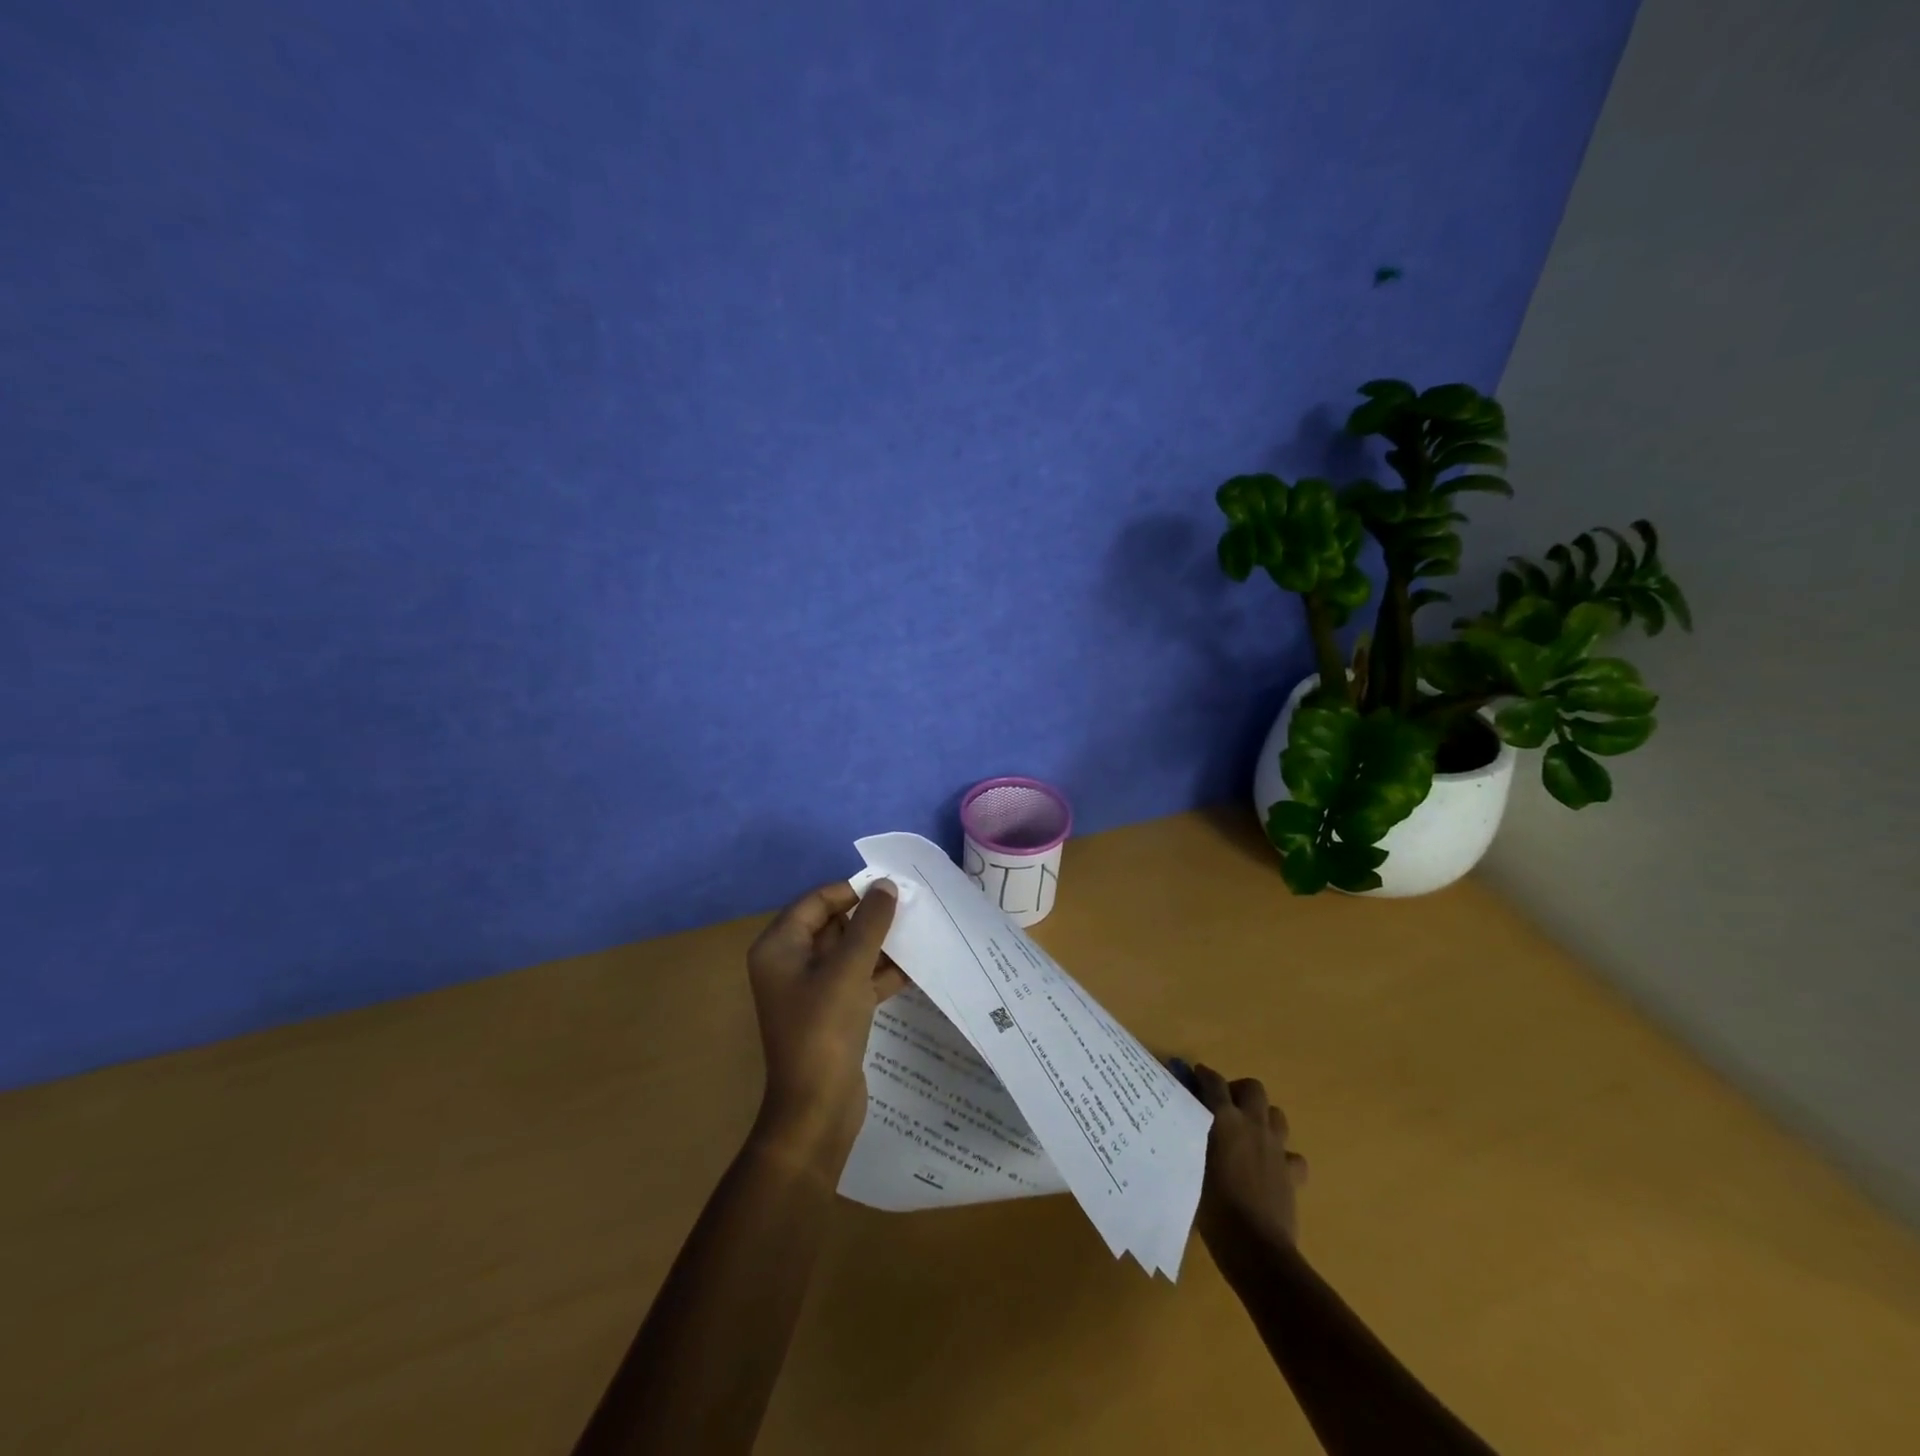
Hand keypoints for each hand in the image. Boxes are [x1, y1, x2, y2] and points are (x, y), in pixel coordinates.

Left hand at [745, 879, 906, 1171]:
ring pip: (849, 953)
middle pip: (833, 925)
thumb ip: (870, 923)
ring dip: (881, 944)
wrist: (817, 1109)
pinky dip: (882, 972)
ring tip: (920, 929)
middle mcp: (790, 963)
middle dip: (870, 917)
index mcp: (779, 947)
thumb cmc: (824, 1029)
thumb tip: (886, 885)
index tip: (890, 887)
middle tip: (911, 906)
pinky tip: (917, 965)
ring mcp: (811, 990)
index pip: (816, 902)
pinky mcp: (832, 1012)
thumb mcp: (848, 969)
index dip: (852, 891)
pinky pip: (858, 979)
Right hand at [1191, 1065, 1309, 1255]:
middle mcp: (1253, 1125)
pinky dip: (1283, 1156)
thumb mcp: (1190, 1167)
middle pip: (1253, 1088)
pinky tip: (1271, 1168)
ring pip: (1276, 1115)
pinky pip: (1293, 1156)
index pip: (1213, 1082)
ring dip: (1263, 1117)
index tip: (1194, 1075)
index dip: (1203, 1075)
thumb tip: (1181, 1126)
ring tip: (1248, 1133)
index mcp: (1224, 1119)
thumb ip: (1188, 1140)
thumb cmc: (1213, 1207)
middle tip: (1225, 1106)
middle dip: (1239, 1091)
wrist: (1256, 1248)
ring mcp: (1276, 1148)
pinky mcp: (1292, 1174)